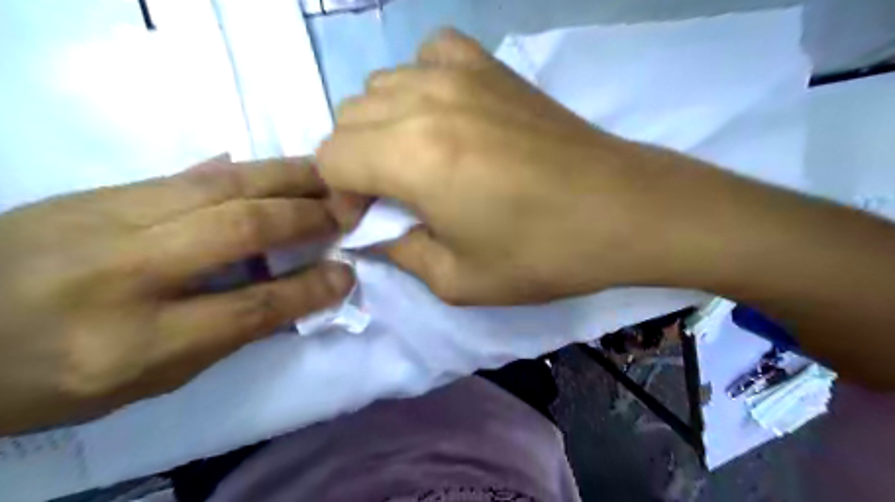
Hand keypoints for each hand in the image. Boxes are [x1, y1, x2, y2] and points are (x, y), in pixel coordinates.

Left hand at [1, 157, 354, 434]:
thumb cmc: (54, 375)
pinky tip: (278, 169)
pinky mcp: (102, 190)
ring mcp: (105, 217)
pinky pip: (192, 174)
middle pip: (239, 230)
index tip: (347, 275)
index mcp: (131, 343)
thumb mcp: (148, 380)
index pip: (248, 308)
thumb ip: (227, 332)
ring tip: (328, 179)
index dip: (308, 290)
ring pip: (220, 186)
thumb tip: (293, 292)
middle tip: (347, 212)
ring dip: (287, 179)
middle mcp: (121, 271)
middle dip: (306, 218)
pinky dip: (248, 170)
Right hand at [317, 32, 709, 305]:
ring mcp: (459, 75)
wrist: (618, 211)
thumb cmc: (540, 254)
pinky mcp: (491, 66)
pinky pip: (428, 54)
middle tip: (393, 196)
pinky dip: (421, 81)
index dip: (339, 195)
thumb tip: (376, 233)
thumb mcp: (457, 280)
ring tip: (418, 159)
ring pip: (380, 86)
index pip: (330, 158)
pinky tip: (444, 113)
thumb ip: (400, 253)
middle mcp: (423, 102)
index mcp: (411, 158)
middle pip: (348, 118)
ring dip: (382, 126)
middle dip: (357, 163)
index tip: (370, 220)